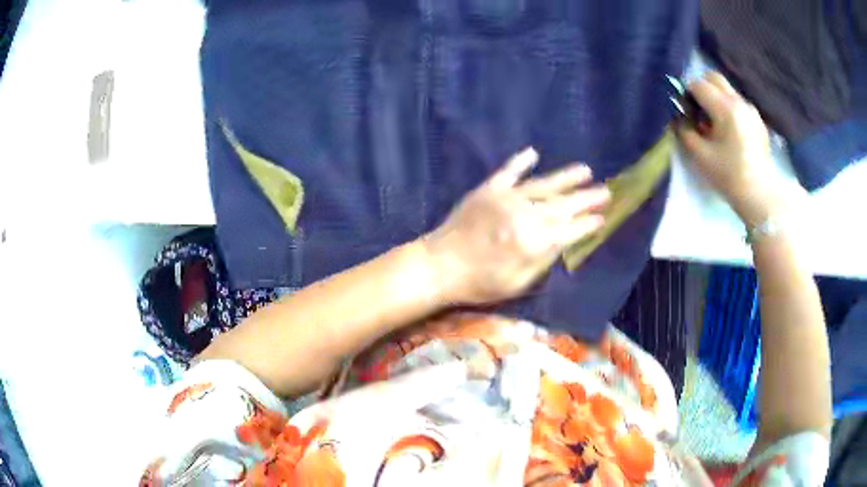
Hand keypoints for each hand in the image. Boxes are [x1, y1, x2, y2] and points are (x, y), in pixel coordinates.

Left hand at [424, 148, 608, 304]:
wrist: (439, 266)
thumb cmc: (479, 283)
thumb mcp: (517, 283)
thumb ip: (543, 260)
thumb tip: (563, 241)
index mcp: (533, 242)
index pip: (569, 230)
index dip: (588, 224)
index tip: (603, 217)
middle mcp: (524, 215)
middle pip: (563, 205)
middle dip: (586, 198)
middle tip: (606, 191)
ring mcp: (506, 198)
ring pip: (543, 184)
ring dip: (565, 177)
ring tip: (586, 170)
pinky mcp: (488, 189)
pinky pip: (508, 171)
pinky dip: (520, 161)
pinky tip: (533, 153)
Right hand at [676, 72, 785, 225]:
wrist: (761, 197)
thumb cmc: (729, 177)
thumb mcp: (700, 156)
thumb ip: (684, 130)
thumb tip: (678, 116)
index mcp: (725, 108)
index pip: (698, 84)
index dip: (686, 95)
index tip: (685, 112)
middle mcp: (739, 101)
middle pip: (714, 78)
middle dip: (701, 88)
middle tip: (698, 112)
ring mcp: (750, 110)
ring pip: (726, 90)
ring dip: (716, 99)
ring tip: (715, 125)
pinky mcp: (758, 120)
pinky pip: (737, 103)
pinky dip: (728, 108)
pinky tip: (730, 132)